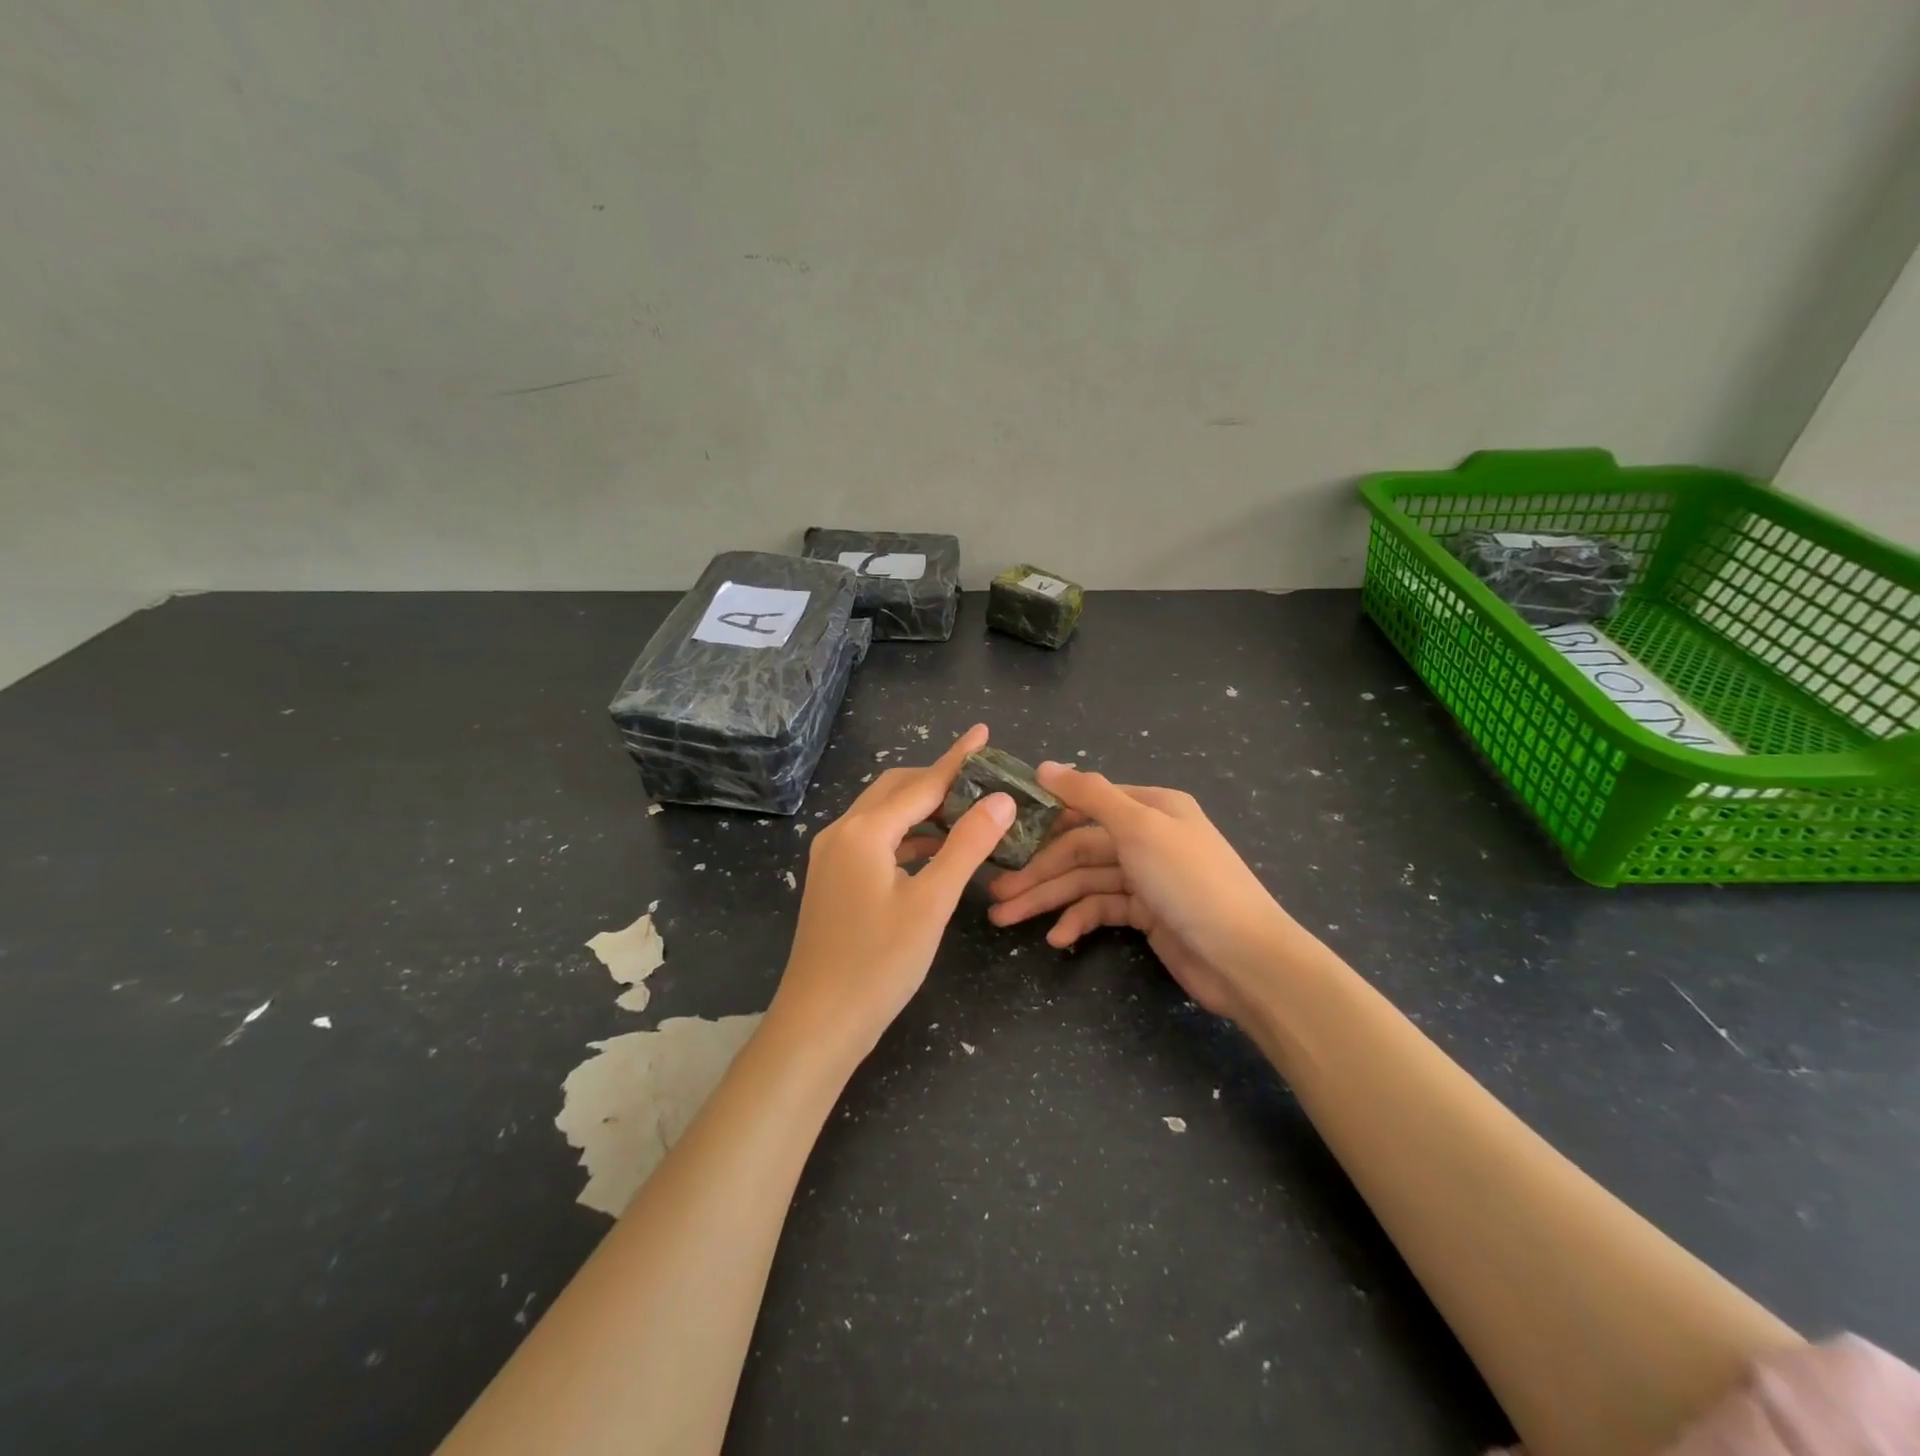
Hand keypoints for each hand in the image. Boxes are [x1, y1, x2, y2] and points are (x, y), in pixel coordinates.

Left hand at [771, 725, 1014, 1061]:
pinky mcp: (833, 879)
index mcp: (864, 831)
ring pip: (883, 815)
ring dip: (923, 809)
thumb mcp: (931, 903)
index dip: (957, 759)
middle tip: (982, 780)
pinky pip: (875, 840)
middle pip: (896, 790)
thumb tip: (1001, 799)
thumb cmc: (878, 964)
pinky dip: (907, 836)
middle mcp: (842, 833)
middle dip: (938, 780)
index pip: (921, 783)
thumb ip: (966, 846)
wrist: (818, 1023)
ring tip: (967, 812)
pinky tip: (934, 849)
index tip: (983, 733)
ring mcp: (832, 857)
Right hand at [986, 765, 1295, 1024]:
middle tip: (995, 893)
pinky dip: (1078, 921)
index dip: (1044, 819)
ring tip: (1005, 917)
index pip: (1086, 804)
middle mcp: (1147, 836)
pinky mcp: (1146, 915)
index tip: (1003, 834)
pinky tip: (1057, 938)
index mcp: (1151, 806)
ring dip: (1047, 899)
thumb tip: (1044, 766)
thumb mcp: (1139, 827)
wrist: (1245, 959)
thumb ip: (1090, 795)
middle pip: (1080, 848)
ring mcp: (1147, 877)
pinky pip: (1102, 909)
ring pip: (1085, 881)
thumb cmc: (1190, 882)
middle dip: (1038, 871)